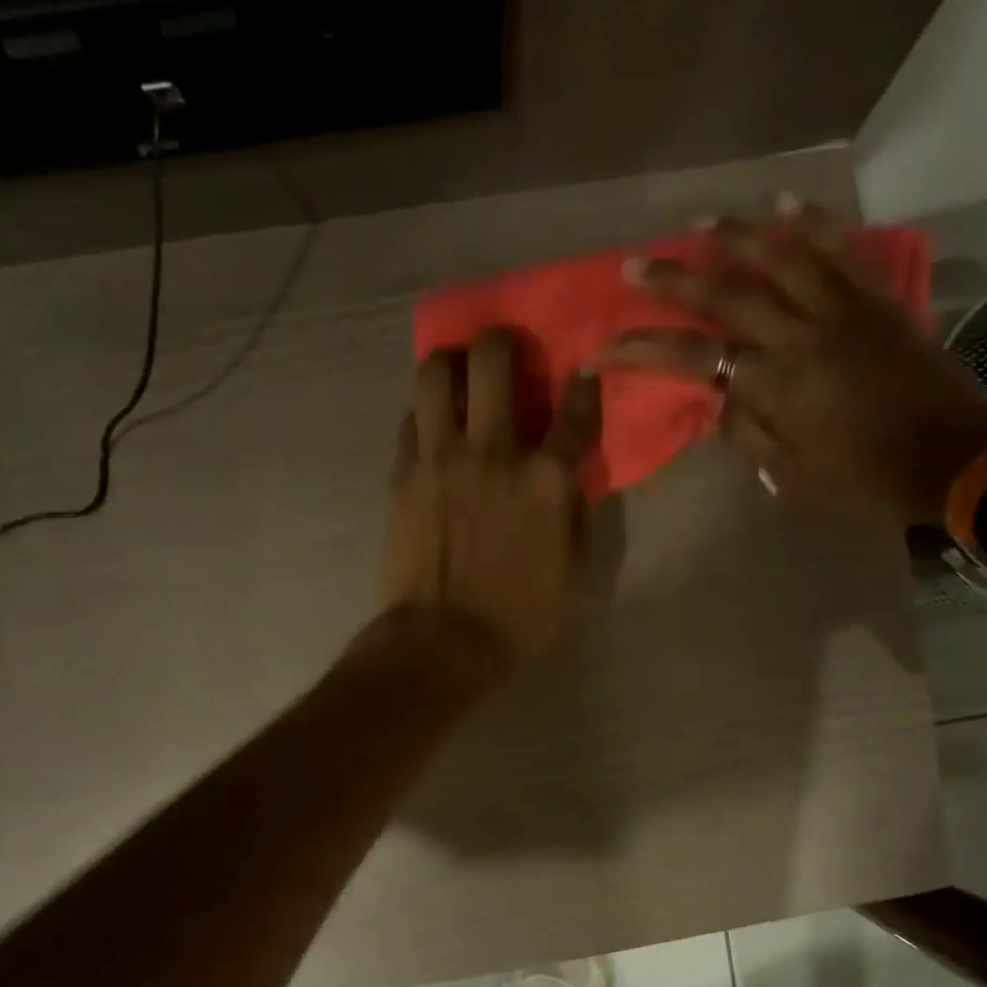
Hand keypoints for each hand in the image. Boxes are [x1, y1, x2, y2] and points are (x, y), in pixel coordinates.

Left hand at [379, 330, 599, 666]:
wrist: (442, 644)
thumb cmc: (518, 621)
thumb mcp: (572, 577)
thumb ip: (574, 518)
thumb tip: (571, 482)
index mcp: (546, 481)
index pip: (575, 413)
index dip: (585, 388)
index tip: (584, 376)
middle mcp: (493, 452)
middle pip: (494, 359)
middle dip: (504, 341)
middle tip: (505, 353)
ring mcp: (440, 458)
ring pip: (435, 372)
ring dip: (450, 363)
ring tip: (457, 376)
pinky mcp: (402, 474)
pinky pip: (409, 419)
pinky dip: (422, 413)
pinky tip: (430, 427)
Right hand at [609, 201, 986, 527]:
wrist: (950, 457)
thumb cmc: (865, 482)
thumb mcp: (794, 478)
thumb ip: (750, 435)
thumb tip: (715, 400)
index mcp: (777, 386)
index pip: (695, 358)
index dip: (645, 349)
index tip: (606, 346)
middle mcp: (802, 335)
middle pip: (727, 295)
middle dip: (675, 280)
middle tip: (636, 265)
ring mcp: (843, 308)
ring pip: (780, 255)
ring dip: (734, 234)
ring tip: (698, 223)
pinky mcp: (877, 298)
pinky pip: (841, 248)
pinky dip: (812, 221)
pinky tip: (784, 202)